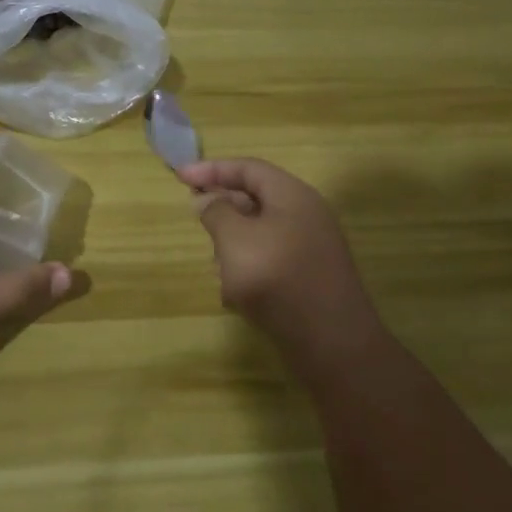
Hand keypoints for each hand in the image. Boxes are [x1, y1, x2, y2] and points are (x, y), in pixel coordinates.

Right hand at [177, 158, 378, 350]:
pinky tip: (233, 290)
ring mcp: (309, 248)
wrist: (331, 343)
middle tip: (194, 215)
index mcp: (292, 196)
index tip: (180, 177)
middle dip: (222, 206)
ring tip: (213, 261)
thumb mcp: (235, 239)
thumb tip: (206, 199)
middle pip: (256, 197)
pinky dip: (247, 265)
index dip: (212, 169)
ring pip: (260, 231)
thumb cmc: (277, 278)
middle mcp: (305, 215)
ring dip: (232, 241)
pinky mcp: (308, 277)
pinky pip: (270, 258)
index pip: (248, 168)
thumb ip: (216, 212)